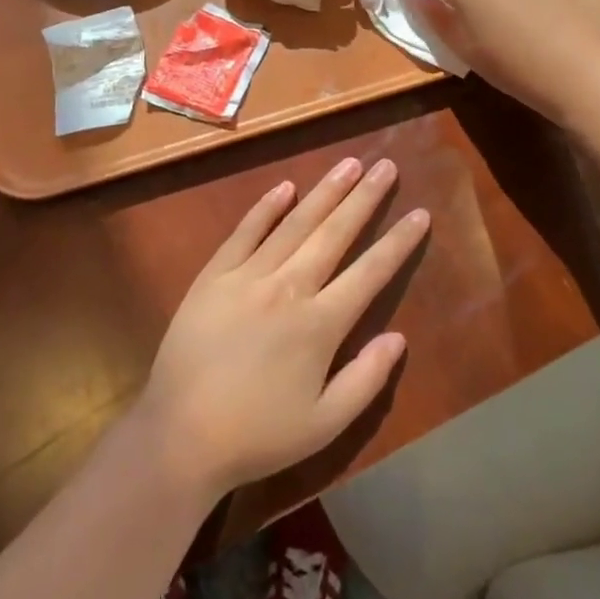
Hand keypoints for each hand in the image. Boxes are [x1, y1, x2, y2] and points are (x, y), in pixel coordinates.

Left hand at [136, 158, 426, 500]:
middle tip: (387, 166)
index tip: (420, 213)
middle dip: (364, 198)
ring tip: (349, 163)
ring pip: (295, 224)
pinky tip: (285, 187)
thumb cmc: (258, 435)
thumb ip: (366, 380)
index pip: (370, 273)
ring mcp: (248, 276)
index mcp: (320, 325)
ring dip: (324, 192)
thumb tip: (398, 337)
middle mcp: (288, 288)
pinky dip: (266, 208)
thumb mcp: (325, 425)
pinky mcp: (214, 275)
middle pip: (334, 234)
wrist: (180, 434)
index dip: (397, 242)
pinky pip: (245, 232)